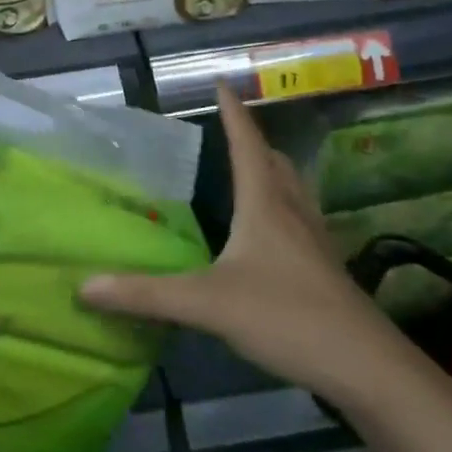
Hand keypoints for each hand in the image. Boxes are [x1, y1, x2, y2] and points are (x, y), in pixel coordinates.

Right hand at [80, 85, 403, 397]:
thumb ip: (145, 294)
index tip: (222, 83)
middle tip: (228, 131)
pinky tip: (267, 235)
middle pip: (274, 162)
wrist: (367, 368)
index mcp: (265, 205)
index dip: (232, 113)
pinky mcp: (325, 270)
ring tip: (248, 172)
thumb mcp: (207, 304)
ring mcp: (314, 242)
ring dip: (270, 172)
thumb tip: (84, 285)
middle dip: (251, 141)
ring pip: (292, 190)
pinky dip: (280, 208)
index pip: (246, 145)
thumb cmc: (287, 317)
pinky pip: (299, 220)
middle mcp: (293, 212)